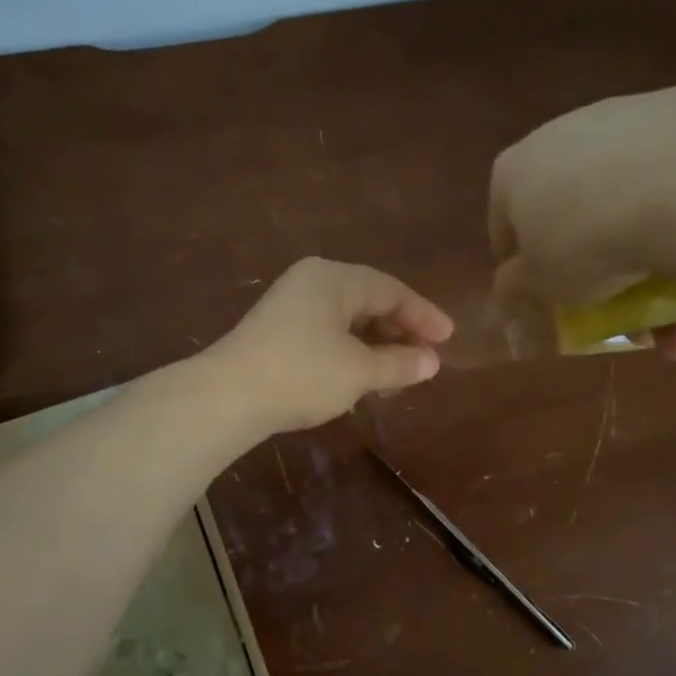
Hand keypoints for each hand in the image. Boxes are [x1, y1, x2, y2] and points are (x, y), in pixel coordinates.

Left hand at [207, 257, 454, 433]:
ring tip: (399, 370)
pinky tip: (362, 373)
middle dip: (400, 329)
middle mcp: (312, 281)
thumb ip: (399, 363)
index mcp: (334, 278)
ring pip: (347, 318)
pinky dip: (351, 349)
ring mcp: (290, 305)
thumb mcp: (359, 371)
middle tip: (427, 355)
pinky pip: (327, 331)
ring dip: (377, 343)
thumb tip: (432, 362)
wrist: (226, 396)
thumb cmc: (302, 374)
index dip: (423, 315)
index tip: (448, 339)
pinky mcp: (276, 330)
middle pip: (369, 300)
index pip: (391, 290)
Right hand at [488, 85, 675, 358]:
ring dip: (638, 231)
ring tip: (672, 283)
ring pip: (624, 184)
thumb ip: (515, 287)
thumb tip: (506, 288)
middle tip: (614, 295)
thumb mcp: (540, 285)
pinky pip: (673, 166)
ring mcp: (623, 112)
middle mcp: (560, 130)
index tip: (543, 296)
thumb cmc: (589, 243)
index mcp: (514, 170)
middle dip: (589, 253)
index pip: (504, 225)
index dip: (520, 265)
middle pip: (569, 204)